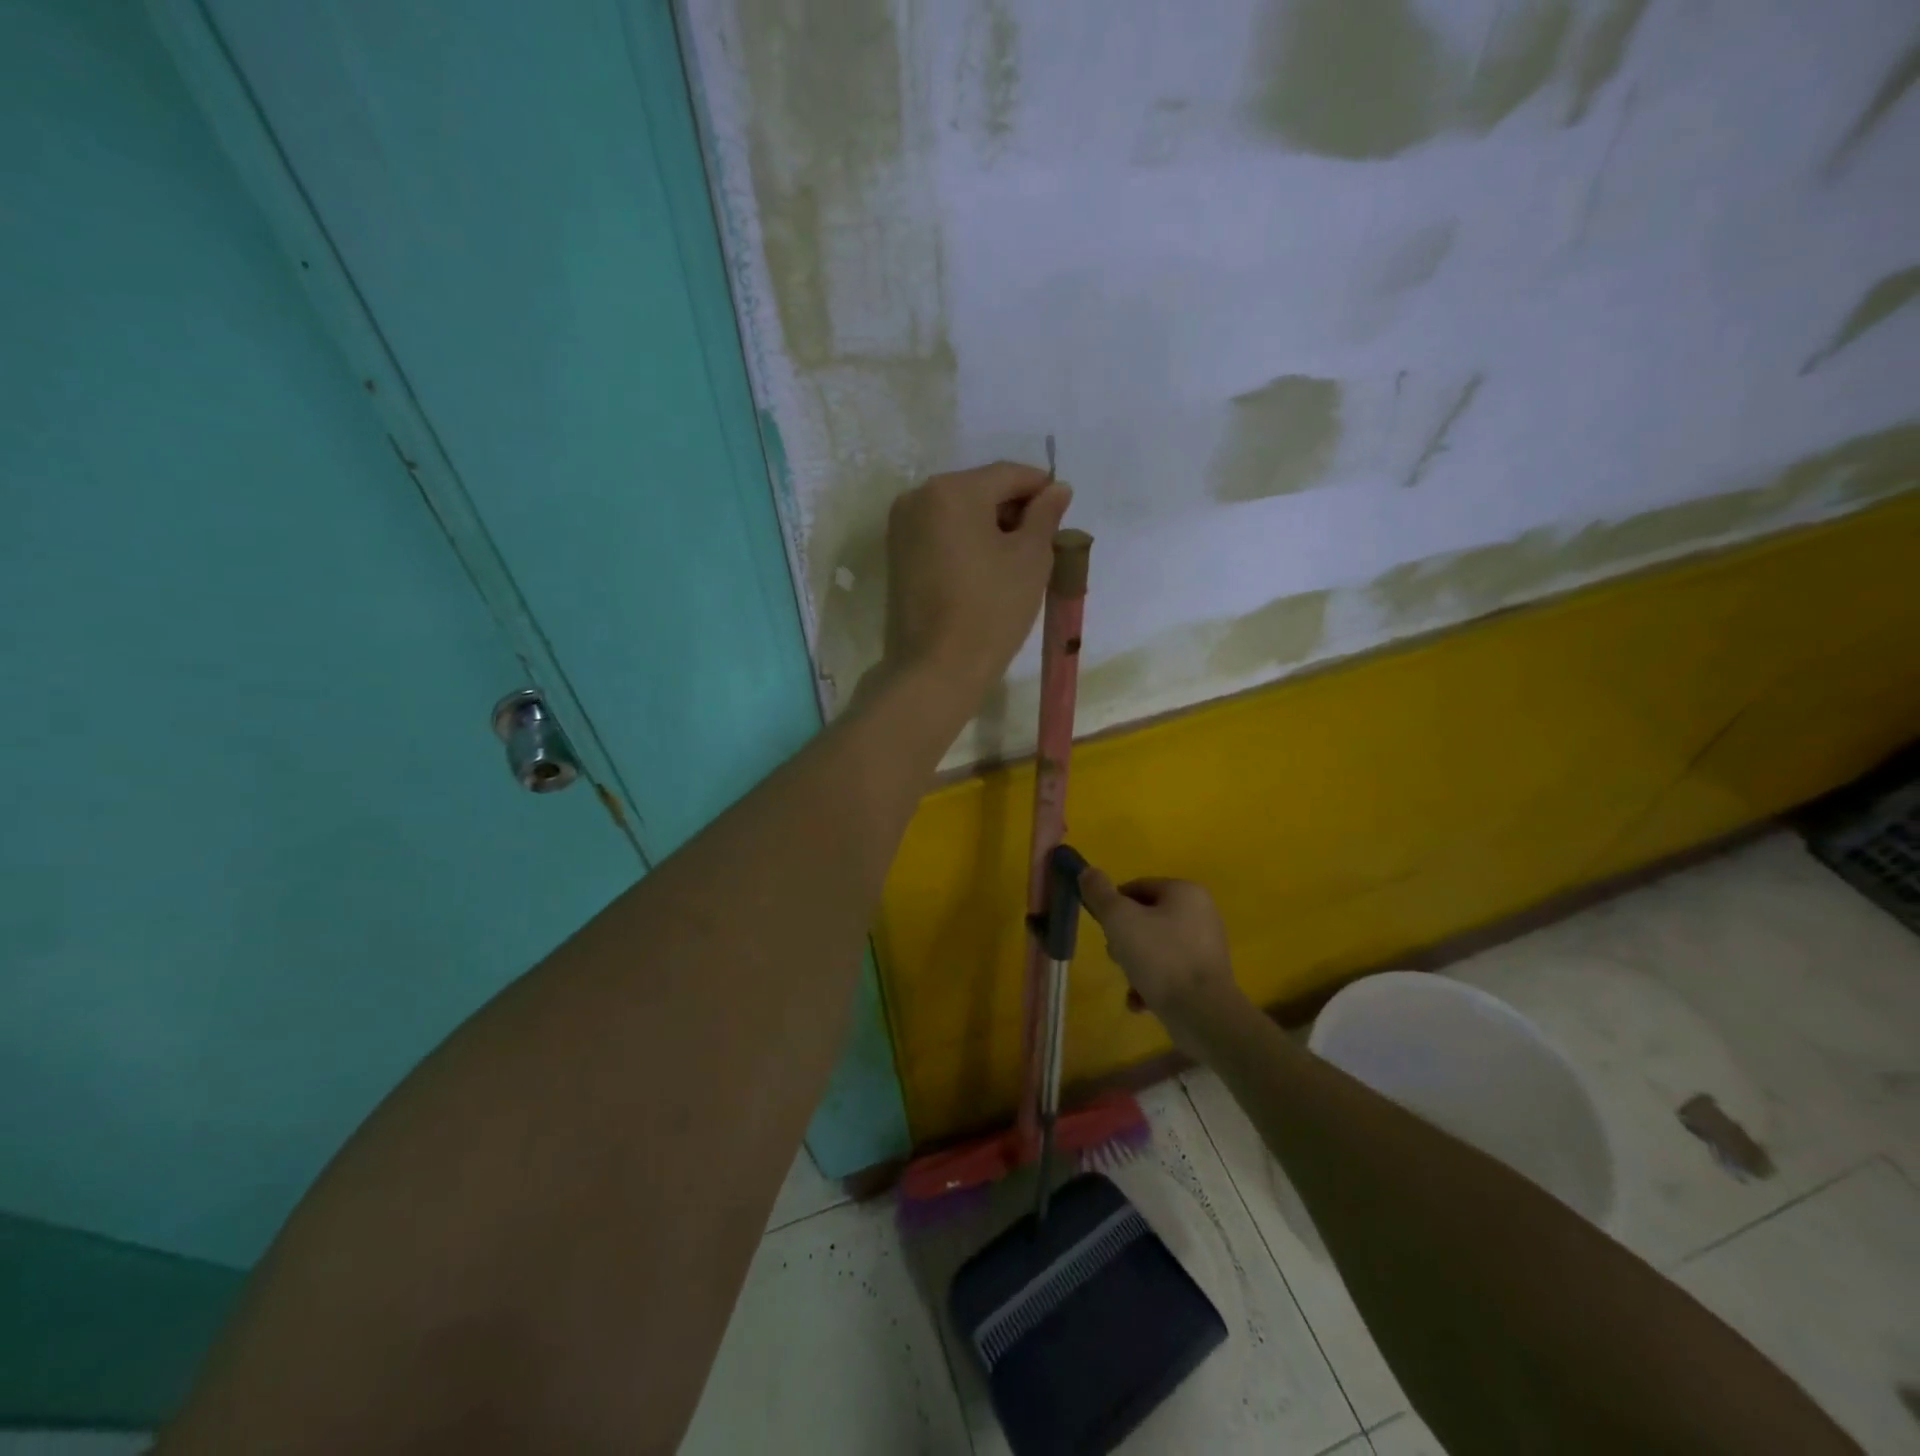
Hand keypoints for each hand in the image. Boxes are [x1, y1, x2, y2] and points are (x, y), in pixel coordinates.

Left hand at [881, 462, 1071, 707]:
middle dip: (1013, 508)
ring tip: (1017, 559)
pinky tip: (987, 569)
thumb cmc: (992, 609)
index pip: (1008, 474)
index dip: (1041, 488)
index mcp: (952, 490)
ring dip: (990, 526)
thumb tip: (1056, 489)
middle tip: (1043, 541)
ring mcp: (902, 527)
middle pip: (979, 489)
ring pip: (958, 512)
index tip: (1063, 511)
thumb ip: (1045, 515)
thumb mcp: (1031, 558)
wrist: (938, 668)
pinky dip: (966, 541)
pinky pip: (941, 534)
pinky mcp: (897, 556)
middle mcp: (919, 497)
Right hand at [1079, 869, 1249, 1054]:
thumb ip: (1100, 893)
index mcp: (1185, 892)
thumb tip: (1087, 871)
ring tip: (1130, 983)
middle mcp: (1201, 913)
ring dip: (1136, 964)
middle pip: (1146, 917)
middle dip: (1124, 939)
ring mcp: (1206, 946)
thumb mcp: (1119, 919)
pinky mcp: (1207, 976)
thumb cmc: (1160, 957)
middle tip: (1116, 956)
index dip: (1112, 905)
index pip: (1137, 887)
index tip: (1103, 928)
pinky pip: (1170, 971)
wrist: (1202, 1013)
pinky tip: (1141, 1002)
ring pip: (1156, 947)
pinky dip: (1152, 983)